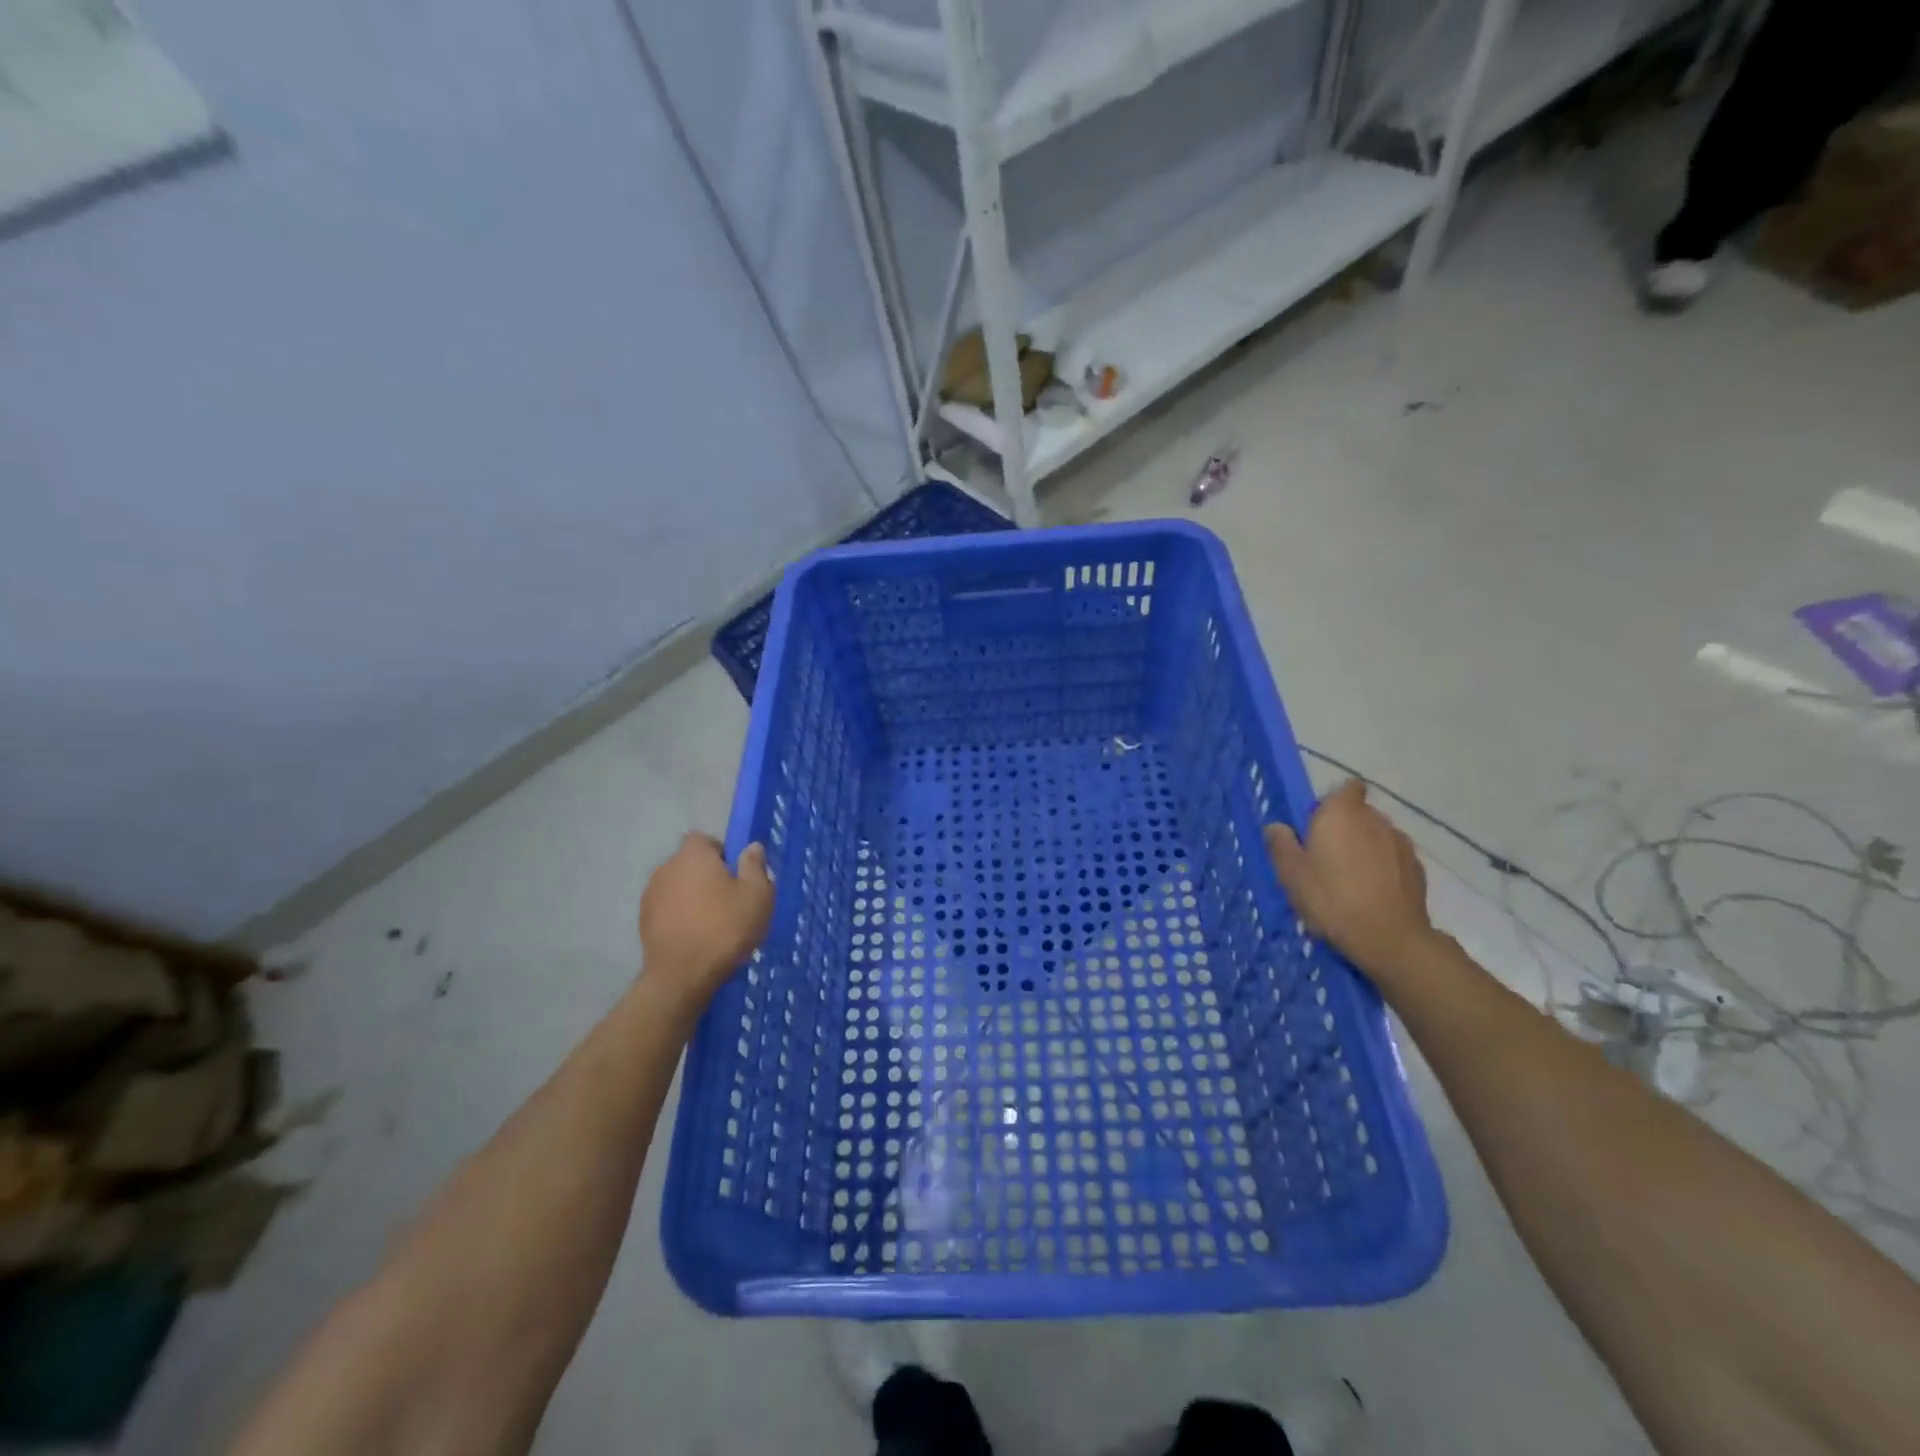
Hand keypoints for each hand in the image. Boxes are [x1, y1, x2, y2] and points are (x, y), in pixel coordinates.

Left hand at [638, 834, 773, 1008]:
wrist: (681, 976)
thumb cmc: (725, 928)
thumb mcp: (757, 895)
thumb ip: (755, 866)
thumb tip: (751, 847)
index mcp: (693, 854)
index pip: (706, 840)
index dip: (723, 854)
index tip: (738, 876)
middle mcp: (667, 867)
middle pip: (691, 863)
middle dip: (709, 876)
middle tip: (731, 900)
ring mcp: (650, 894)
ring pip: (679, 887)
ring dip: (693, 897)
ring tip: (713, 922)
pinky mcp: (643, 921)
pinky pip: (668, 908)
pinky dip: (680, 916)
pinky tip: (695, 937)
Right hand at [1264, 780, 1435, 985]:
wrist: (1389, 938)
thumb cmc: (1331, 898)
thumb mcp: (1291, 874)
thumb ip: (1281, 845)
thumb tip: (1276, 826)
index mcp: (1341, 813)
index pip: (1346, 787)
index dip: (1333, 801)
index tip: (1318, 824)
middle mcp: (1375, 819)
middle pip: (1360, 812)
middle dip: (1346, 827)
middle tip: (1326, 857)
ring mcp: (1401, 843)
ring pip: (1378, 836)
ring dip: (1366, 848)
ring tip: (1351, 879)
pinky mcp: (1418, 869)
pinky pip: (1394, 858)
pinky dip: (1384, 868)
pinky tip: (1372, 893)